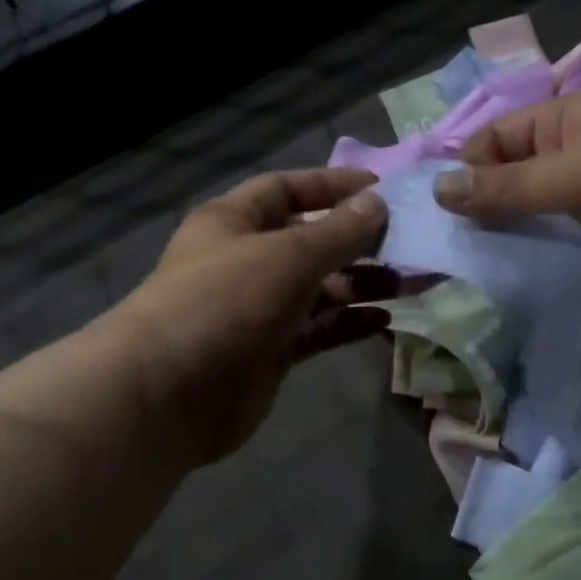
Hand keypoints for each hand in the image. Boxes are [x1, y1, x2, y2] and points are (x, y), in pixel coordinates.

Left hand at [114, 169, 393, 465]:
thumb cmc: (226, 302)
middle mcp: (246, 260)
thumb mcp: (288, 256)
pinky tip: (385, 321)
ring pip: (320, 288)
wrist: (169, 394)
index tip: (382, 190)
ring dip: (363, 284)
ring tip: (410, 283)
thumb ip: (338, 231)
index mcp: (235, 221)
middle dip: (359, 241)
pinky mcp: (270, 352)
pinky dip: (348, 323)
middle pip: (310, 241)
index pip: (288, 189)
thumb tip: (378, 202)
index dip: (332, 186)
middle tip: (411, 244)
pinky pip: (317, 330)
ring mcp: (258, 309)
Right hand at [433, 92, 580, 280]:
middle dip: (476, 210)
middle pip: (504, 182)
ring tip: (461, 272)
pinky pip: (550, 247)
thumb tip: (439, 190)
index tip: (434, 214)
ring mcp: (578, 202)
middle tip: (440, 252)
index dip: (462, 171)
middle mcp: (562, 159)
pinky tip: (501, 283)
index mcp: (557, 125)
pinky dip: (529, 261)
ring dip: (500, 239)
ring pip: (525, 218)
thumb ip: (510, 187)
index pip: (491, 143)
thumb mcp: (578, 175)